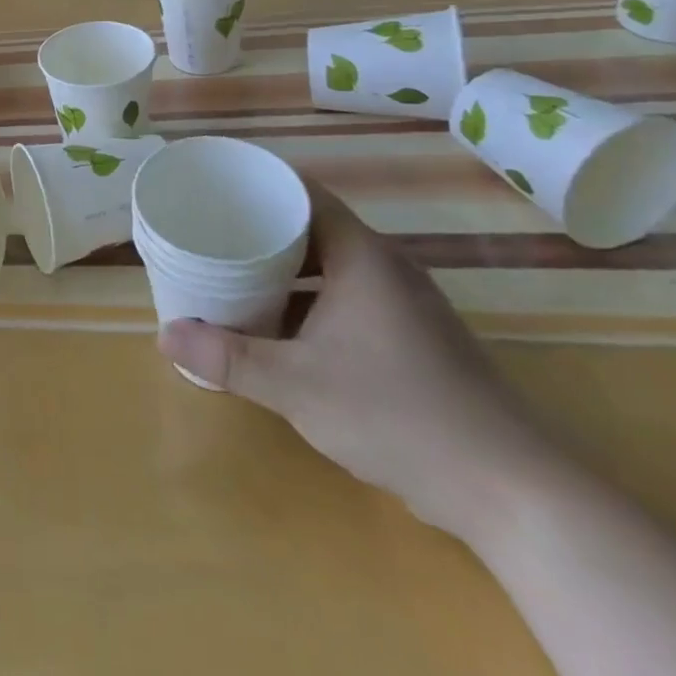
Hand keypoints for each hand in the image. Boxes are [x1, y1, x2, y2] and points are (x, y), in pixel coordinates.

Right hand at [159, 184, 566, 545]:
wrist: (511, 491)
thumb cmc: (396, 414)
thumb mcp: (295, 385)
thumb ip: (227, 357)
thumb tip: (164, 334)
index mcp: (361, 256)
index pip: (303, 193)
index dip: (259, 184)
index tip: (214, 186)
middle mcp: (386, 268)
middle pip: (313, 226)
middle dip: (261, 228)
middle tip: (210, 231)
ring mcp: (405, 305)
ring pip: (332, 265)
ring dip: (286, 268)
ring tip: (234, 272)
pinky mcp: (415, 340)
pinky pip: (349, 297)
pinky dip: (310, 299)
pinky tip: (281, 326)